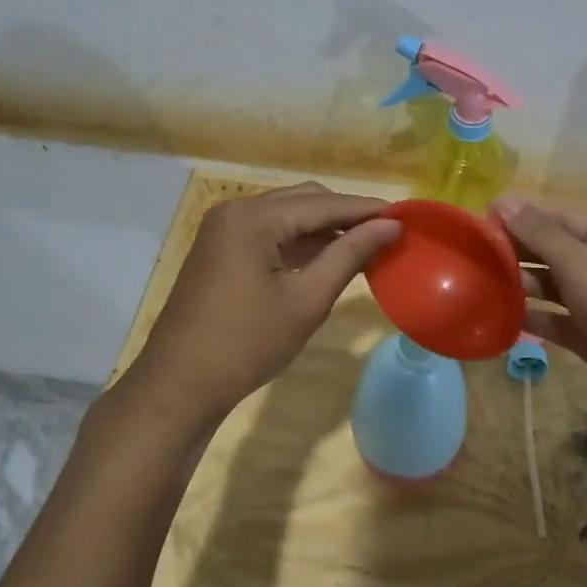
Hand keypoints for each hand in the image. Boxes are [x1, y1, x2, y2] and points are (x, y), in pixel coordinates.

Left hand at [131, 183, 399, 424]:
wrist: (180, 385)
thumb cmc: (247, 343)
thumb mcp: (306, 299)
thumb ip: (349, 255)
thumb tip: (390, 226)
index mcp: (253, 218)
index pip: (323, 204)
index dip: (367, 209)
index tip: (406, 217)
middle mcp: (235, 211)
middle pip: (304, 201)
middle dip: (346, 215)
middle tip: (388, 233)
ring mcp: (223, 230)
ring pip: (286, 216)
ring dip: (324, 228)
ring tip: (366, 246)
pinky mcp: (220, 251)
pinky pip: (269, 234)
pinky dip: (300, 242)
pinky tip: (328, 258)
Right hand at [494, 195, 586, 444]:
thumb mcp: (585, 267)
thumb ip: (542, 235)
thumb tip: (505, 200)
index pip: (555, 216)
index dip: (517, 216)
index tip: (476, 222)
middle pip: (551, 249)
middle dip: (514, 251)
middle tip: (469, 256)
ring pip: (550, 285)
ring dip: (519, 285)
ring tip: (478, 285)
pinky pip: (555, 320)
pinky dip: (532, 319)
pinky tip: (500, 319)